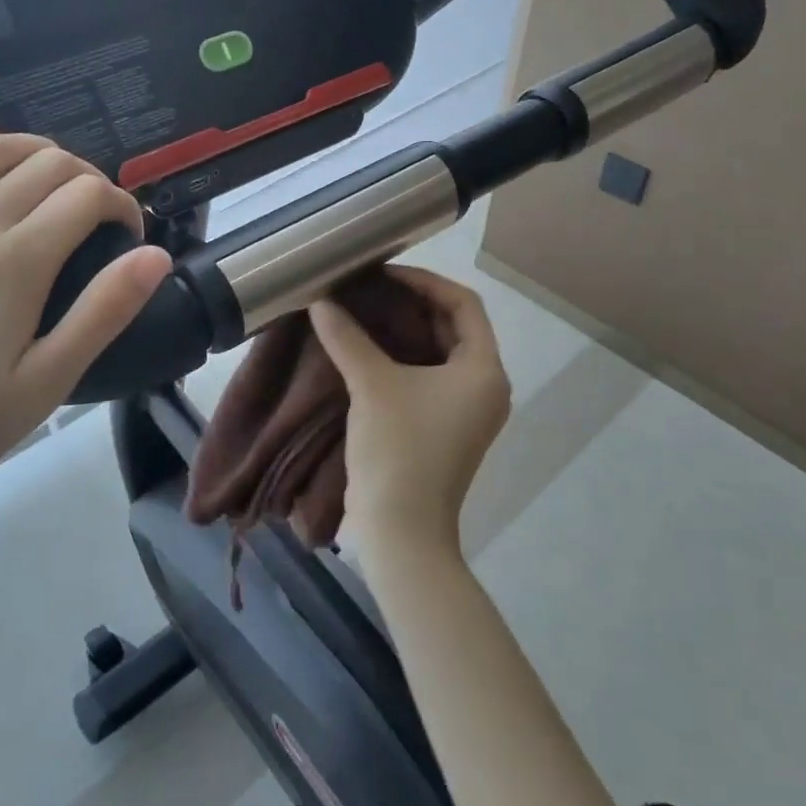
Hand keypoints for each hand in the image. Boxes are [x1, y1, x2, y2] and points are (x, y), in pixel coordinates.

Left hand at [0, 122, 172, 496]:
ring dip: (32, 152)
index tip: (126, 230)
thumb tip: (155, 254)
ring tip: (47, 175)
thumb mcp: (48, 381)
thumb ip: (105, 311)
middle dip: (85, 177)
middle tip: (91, 209)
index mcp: (16, 262)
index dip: (120, 203)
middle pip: (44, 163)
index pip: (87, 194)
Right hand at [310, 266, 511, 547]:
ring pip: (440, 352)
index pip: (463, 304)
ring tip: (366, 311)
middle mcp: (485, 386)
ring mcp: (466, 410)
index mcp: (484, 370)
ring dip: (407, 330)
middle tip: (371, 289)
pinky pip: (429, 376)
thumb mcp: (372, 385)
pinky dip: (404, 357)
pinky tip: (368, 349)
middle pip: (455, 326)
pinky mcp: (445, 427)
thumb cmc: (398, 449)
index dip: (424, 282)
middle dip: (413, 304)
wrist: (401, 530)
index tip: (384, 275)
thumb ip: (347, 337)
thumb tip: (320, 301)